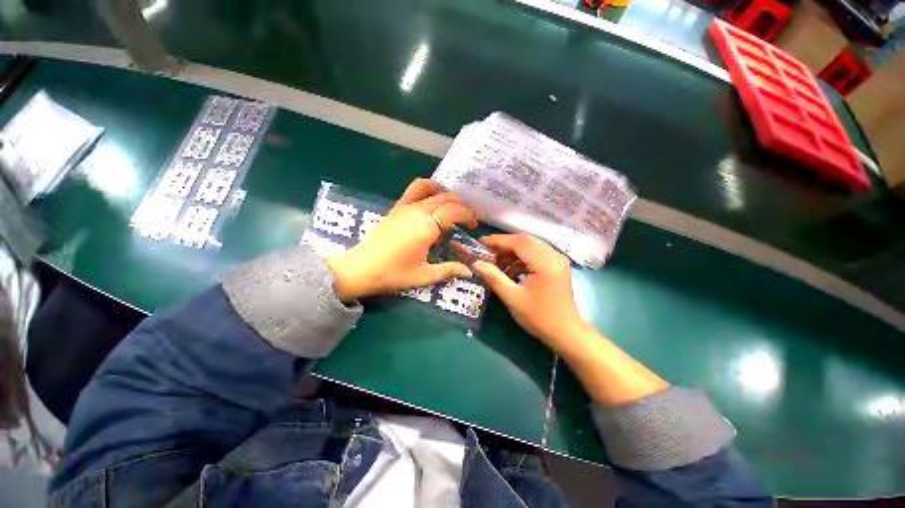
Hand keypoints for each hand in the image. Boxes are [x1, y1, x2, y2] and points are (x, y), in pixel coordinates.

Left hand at [327, 179, 478, 300]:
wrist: (361, 269)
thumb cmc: (393, 273)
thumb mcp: (424, 276)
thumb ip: (449, 270)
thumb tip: (470, 271)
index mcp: (426, 227)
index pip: (454, 212)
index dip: (468, 216)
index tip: (474, 226)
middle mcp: (417, 211)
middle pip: (446, 198)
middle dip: (462, 206)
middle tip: (468, 219)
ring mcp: (405, 207)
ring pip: (430, 188)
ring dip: (445, 193)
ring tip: (452, 204)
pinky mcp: (396, 208)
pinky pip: (414, 190)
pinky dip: (428, 189)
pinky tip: (431, 200)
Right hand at [473, 234, 587, 350]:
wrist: (566, 333)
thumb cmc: (539, 317)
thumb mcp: (512, 298)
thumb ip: (494, 277)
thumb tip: (476, 263)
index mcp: (546, 262)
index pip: (518, 242)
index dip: (497, 241)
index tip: (480, 242)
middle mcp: (554, 255)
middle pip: (524, 241)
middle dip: (503, 245)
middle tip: (485, 251)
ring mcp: (557, 259)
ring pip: (529, 246)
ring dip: (511, 252)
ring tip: (495, 263)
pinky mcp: (556, 265)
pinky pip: (534, 254)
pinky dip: (520, 259)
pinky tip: (509, 270)